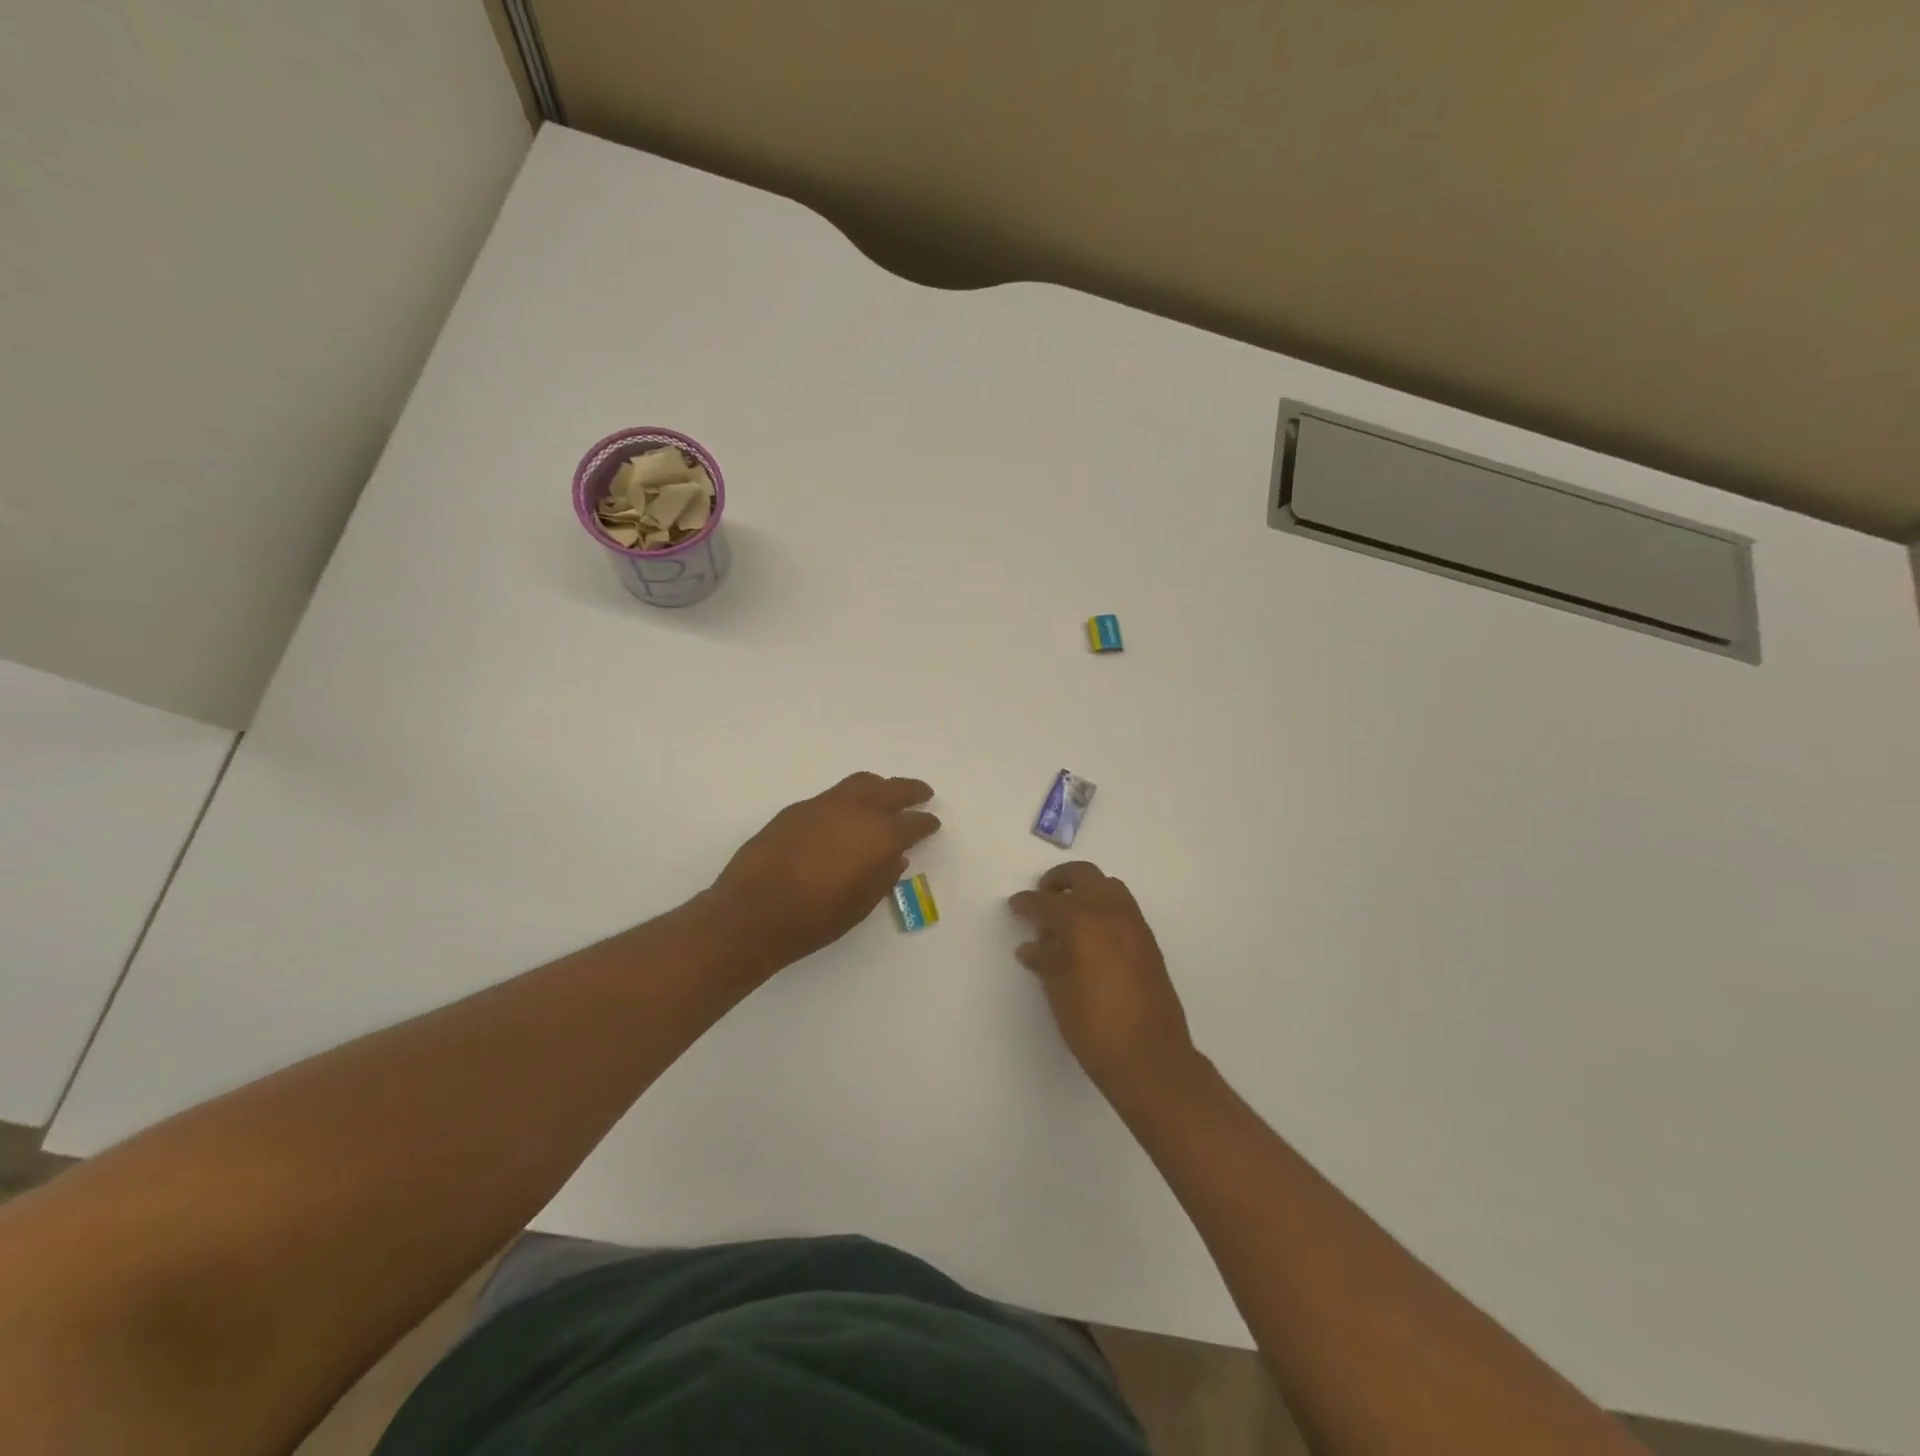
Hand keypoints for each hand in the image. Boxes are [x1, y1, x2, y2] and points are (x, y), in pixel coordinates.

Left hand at [715, 772, 939, 972]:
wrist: (752, 912)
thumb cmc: (813, 919)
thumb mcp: (859, 905)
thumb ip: (882, 877)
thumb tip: (894, 857)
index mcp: (879, 837)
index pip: (912, 823)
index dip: (925, 823)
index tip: (932, 823)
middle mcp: (856, 812)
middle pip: (891, 789)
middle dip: (911, 791)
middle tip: (923, 794)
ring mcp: (824, 805)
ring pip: (861, 783)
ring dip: (880, 786)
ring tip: (885, 795)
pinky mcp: (798, 809)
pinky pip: (833, 795)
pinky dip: (849, 798)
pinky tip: (845, 815)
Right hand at [1009, 861, 1196, 1097]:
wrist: (1149, 1056)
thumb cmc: (1094, 1025)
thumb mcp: (1058, 990)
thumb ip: (1045, 959)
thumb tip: (1032, 945)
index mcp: (1082, 920)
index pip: (1047, 901)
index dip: (1027, 903)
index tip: (1015, 906)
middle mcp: (1110, 911)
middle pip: (1083, 875)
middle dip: (1059, 881)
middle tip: (1042, 897)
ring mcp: (1134, 923)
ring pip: (1108, 886)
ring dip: (1085, 890)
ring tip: (1067, 915)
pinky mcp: (1148, 940)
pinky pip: (1122, 907)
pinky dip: (1103, 907)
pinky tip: (1090, 935)